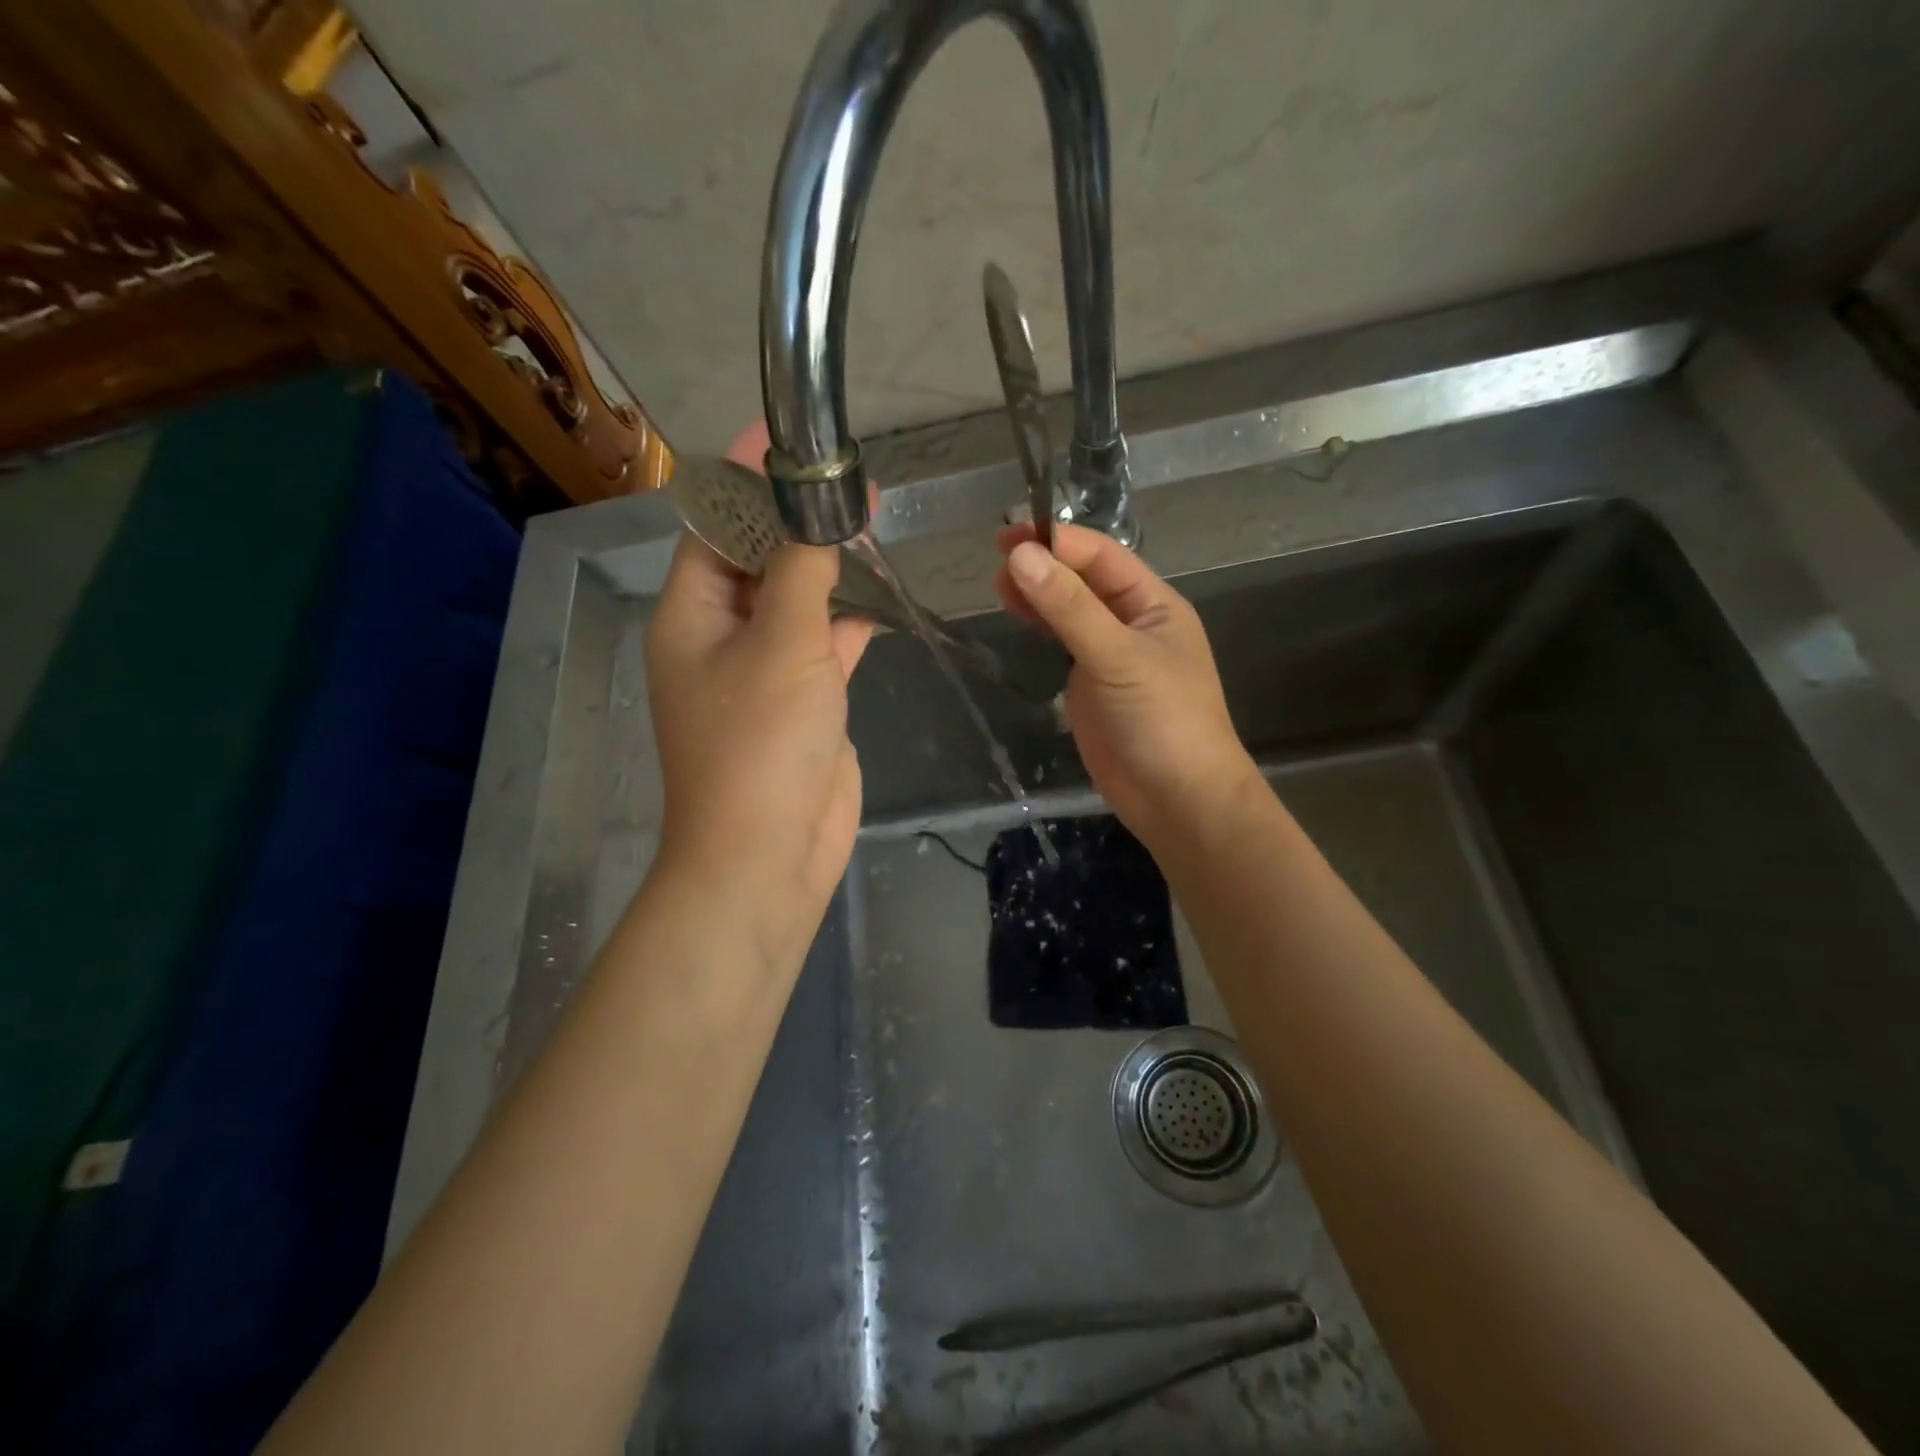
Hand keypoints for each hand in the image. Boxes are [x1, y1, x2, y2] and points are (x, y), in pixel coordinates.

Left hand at [643, 426, 873, 974]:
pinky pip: (823, 646)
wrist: (771, 852)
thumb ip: (802, 570)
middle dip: (798, 521)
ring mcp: (763, 672)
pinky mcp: (802, 703)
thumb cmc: (760, 744)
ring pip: (795, 602)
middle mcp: (720, 637)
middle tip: (849, 482)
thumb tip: (817, 512)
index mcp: (691, 615)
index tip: (787, 438)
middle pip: (757, 559)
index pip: (712, 525)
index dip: (746, 479)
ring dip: (827, 569)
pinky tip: (878, 601)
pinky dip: (847, 623)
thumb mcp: (783, 643)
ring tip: (869, 524)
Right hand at [995, 521, 1258, 851]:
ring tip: (998, 582)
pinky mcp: (1091, 686)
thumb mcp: (1117, 656)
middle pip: (1083, 580)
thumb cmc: (1161, 720)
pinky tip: (1016, 614)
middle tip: (995, 554)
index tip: (1010, 535)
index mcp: (1153, 604)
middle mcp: (1132, 623)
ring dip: (1038, 593)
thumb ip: (1069, 607)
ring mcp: (1110, 655)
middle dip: (1044, 564)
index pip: (1101, 557)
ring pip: (1070, 611)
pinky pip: (1063, 644)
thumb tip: (1021, 556)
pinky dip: (1040, 626)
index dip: (1058, 542)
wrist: (1178, 799)